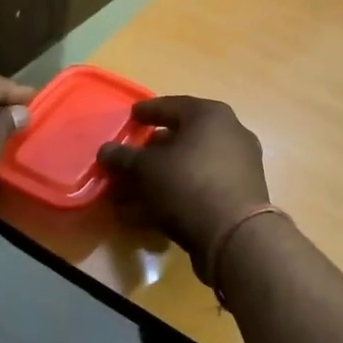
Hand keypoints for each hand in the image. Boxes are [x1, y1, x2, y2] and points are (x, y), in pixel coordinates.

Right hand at [98, 96, 271, 276]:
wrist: (235, 236)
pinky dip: (172, 197)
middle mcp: (229, 135)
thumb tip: (105, 151)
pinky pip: (197, 189)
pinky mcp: (237, 197)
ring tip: (125, 195)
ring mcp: (236, 167)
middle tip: (127, 160)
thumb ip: (124, 157)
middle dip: (149, 153)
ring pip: (187, 168)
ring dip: (156, 180)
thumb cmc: (189, 184)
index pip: (172, 106)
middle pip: (180, 139)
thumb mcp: (147, 168)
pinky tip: (144, 214)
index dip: (147, 112)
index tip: (131, 117)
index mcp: (210, 116)